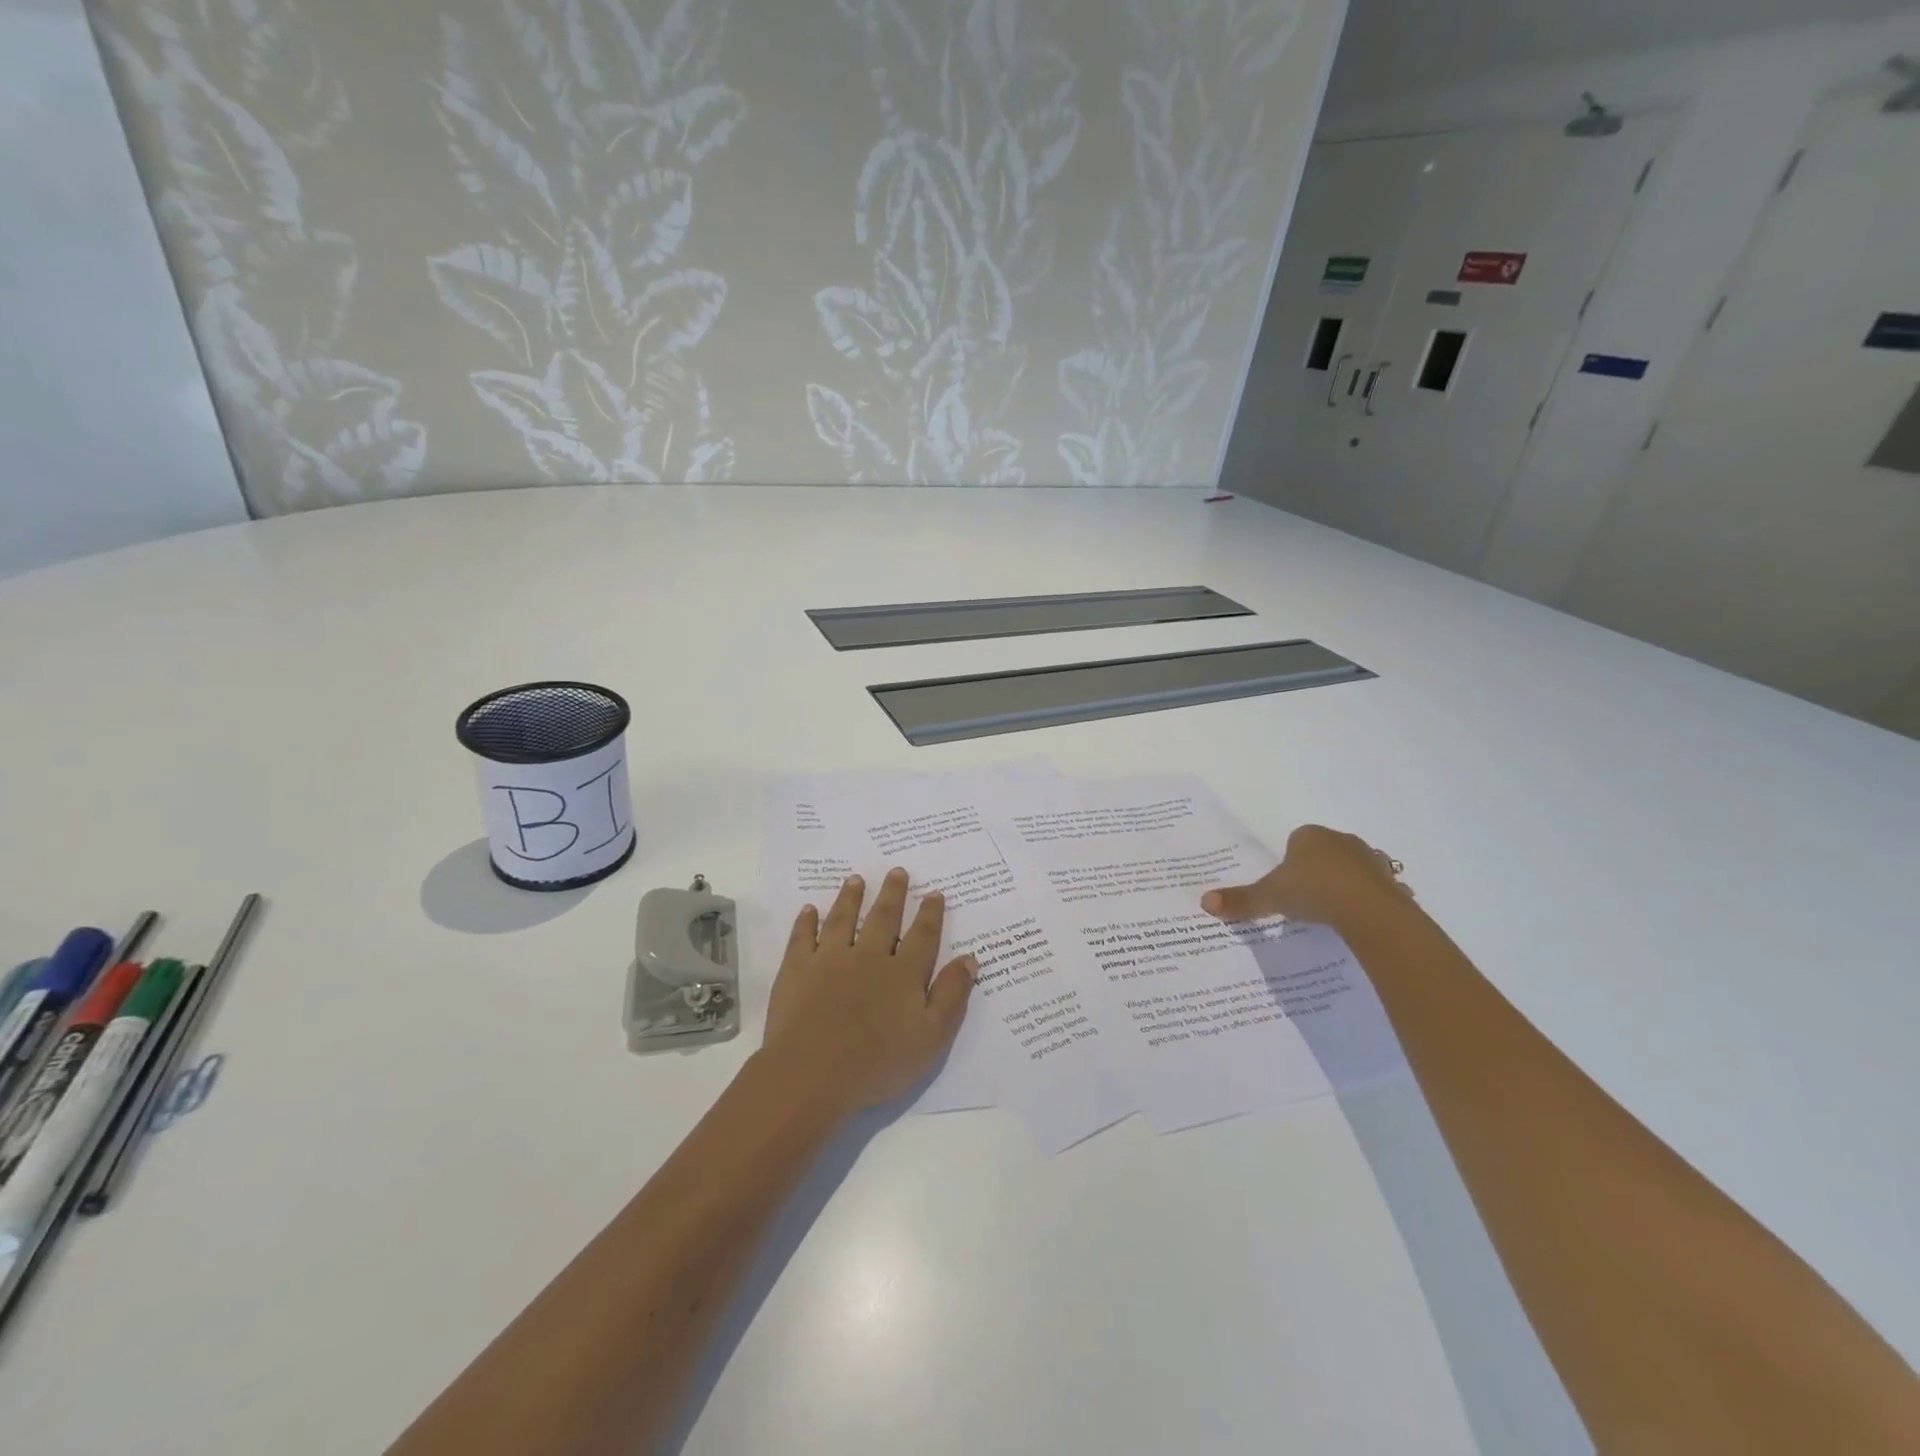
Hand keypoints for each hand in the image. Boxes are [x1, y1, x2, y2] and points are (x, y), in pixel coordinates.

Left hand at [759, 869, 976, 1117]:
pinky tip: (809, 910)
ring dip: (850, 897)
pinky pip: (802, 938)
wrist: (813, 1073)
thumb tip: (969, 958)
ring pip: (843, 919)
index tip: (934, 893)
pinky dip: (806, 922)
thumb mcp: (932, 1037)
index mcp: (903, 974)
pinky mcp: (797, 970)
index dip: (930, 914)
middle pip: (883, 918)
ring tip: (856, 879)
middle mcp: (868, 957)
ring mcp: (830, 960)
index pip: (922, 936)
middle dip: (893, 894)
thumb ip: (951, 995)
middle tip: (897, 871)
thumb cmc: (879, 1063)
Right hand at [1202, 825, 1412, 929]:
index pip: (1295, 841)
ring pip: (1352, 869)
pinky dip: (1369, 901)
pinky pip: (1376, 889)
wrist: (1368, 910)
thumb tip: (1204, 902)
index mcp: (1309, 836)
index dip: (1289, 862)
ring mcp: (1371, 860)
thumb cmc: (1313, 891)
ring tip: (1332, 911)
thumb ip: (1240, 899)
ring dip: (1345, 884)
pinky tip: (1360, 919)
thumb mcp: (1269, 896)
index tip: (1285, 885)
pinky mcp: (1391, 882)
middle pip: (1324, 853)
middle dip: (1316, 871)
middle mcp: (1341, 840)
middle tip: (1305, 899)